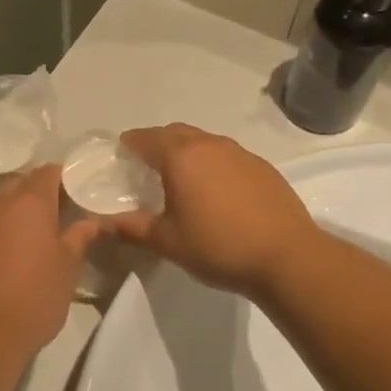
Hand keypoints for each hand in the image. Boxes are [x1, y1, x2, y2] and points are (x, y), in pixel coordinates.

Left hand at [0, 167, 103, 359]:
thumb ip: (79, 238)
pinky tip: (5, 253)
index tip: (75, 191)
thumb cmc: (34, 296)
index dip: (63, 178)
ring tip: (30, 233)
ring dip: (13, 210)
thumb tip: (91, 221)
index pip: (47, 172)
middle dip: (36, 191)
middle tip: (56, 212)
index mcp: (29, 202)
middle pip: (18, 183)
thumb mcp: (68, 268)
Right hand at [107, 125, 316, 298]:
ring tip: (181, 178)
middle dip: (157, 142)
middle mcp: (210, 145)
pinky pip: (228, 156)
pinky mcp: (263, 168)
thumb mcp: (167, 242)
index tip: (121, 153)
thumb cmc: (218, 246)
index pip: (147, 138)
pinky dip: (213, 164)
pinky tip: (216, 191)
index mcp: (181, 157)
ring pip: (205, 142)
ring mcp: (241, 154)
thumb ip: (132, 228)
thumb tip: (102, 224)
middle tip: (146, 165)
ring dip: (187, 151)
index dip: (130, 144)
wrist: (288, 257)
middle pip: (176, 132)